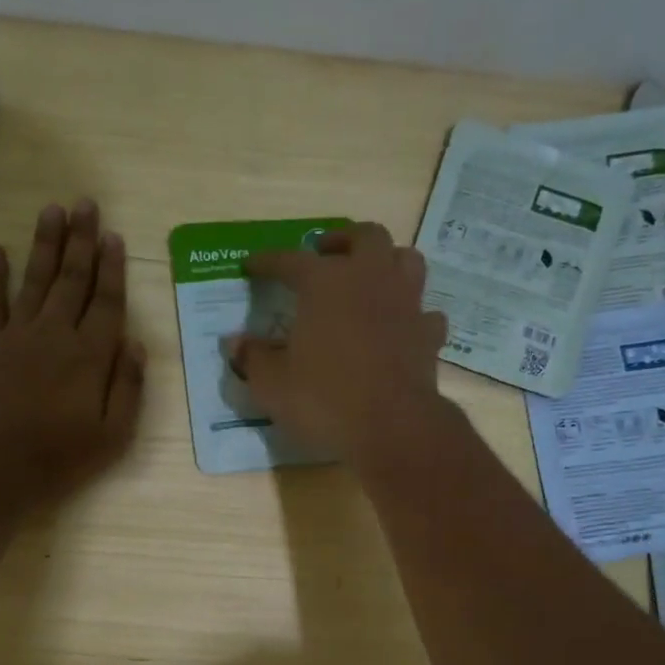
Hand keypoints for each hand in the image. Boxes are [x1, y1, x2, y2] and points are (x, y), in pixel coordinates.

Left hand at [0, 199, 146, 502]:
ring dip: (45, 244)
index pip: (107, 302)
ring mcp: (17, 334)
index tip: (114, 236)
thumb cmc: (61, 457)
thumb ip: (128, 387)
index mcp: (91, 355)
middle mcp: (56, 333)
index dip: (112, 268)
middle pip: (72, 280)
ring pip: (35, 280)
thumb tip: (137, 344)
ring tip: (52, 210)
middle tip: (85, 204)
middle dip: (81, 240)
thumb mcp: (114, 434)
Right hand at [229, 222, 449, 465]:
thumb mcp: (272, 385)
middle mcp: (370, 279)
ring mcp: (406, 304)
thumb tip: (235, 343)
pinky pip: (424, 312)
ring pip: (405, 260)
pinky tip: (400, 326)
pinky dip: (411, 313)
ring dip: (386, 262)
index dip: (268, 261)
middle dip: (341, 240)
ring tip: (369, 278)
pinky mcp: (429, 335)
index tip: (251, 266)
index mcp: (325, 283)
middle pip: (364, 237)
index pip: (290, 260)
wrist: (391, 427)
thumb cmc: (324, 400)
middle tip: (324, 254)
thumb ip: (253, 359)